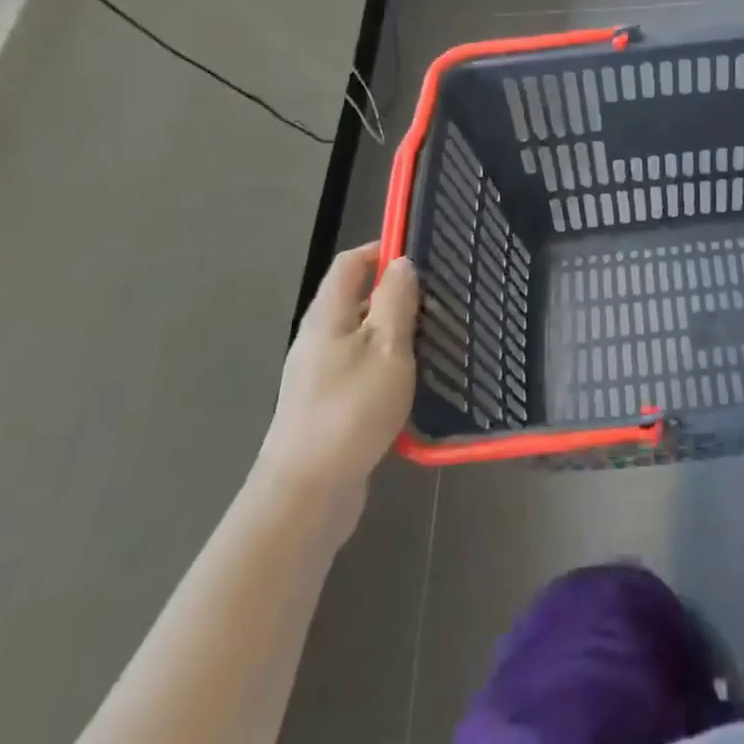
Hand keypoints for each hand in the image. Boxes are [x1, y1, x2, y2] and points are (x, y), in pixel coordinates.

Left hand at [253, 243, 418, 535]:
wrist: (306, 493)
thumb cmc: (350, 409)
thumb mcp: (387, 347)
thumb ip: (396, 301)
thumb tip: (400, 262)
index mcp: (327, 316)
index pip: (350, 263)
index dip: (381, 251)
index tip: (420, 256)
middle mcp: (318, 339)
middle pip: (356, 299)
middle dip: (396, 293)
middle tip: (438, 300)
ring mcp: (318, 374)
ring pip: (362, 335)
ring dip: (395, 331)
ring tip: (434, 338)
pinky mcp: (327, 405)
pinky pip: (361, 367)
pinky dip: (387, 363)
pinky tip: (411, 380)